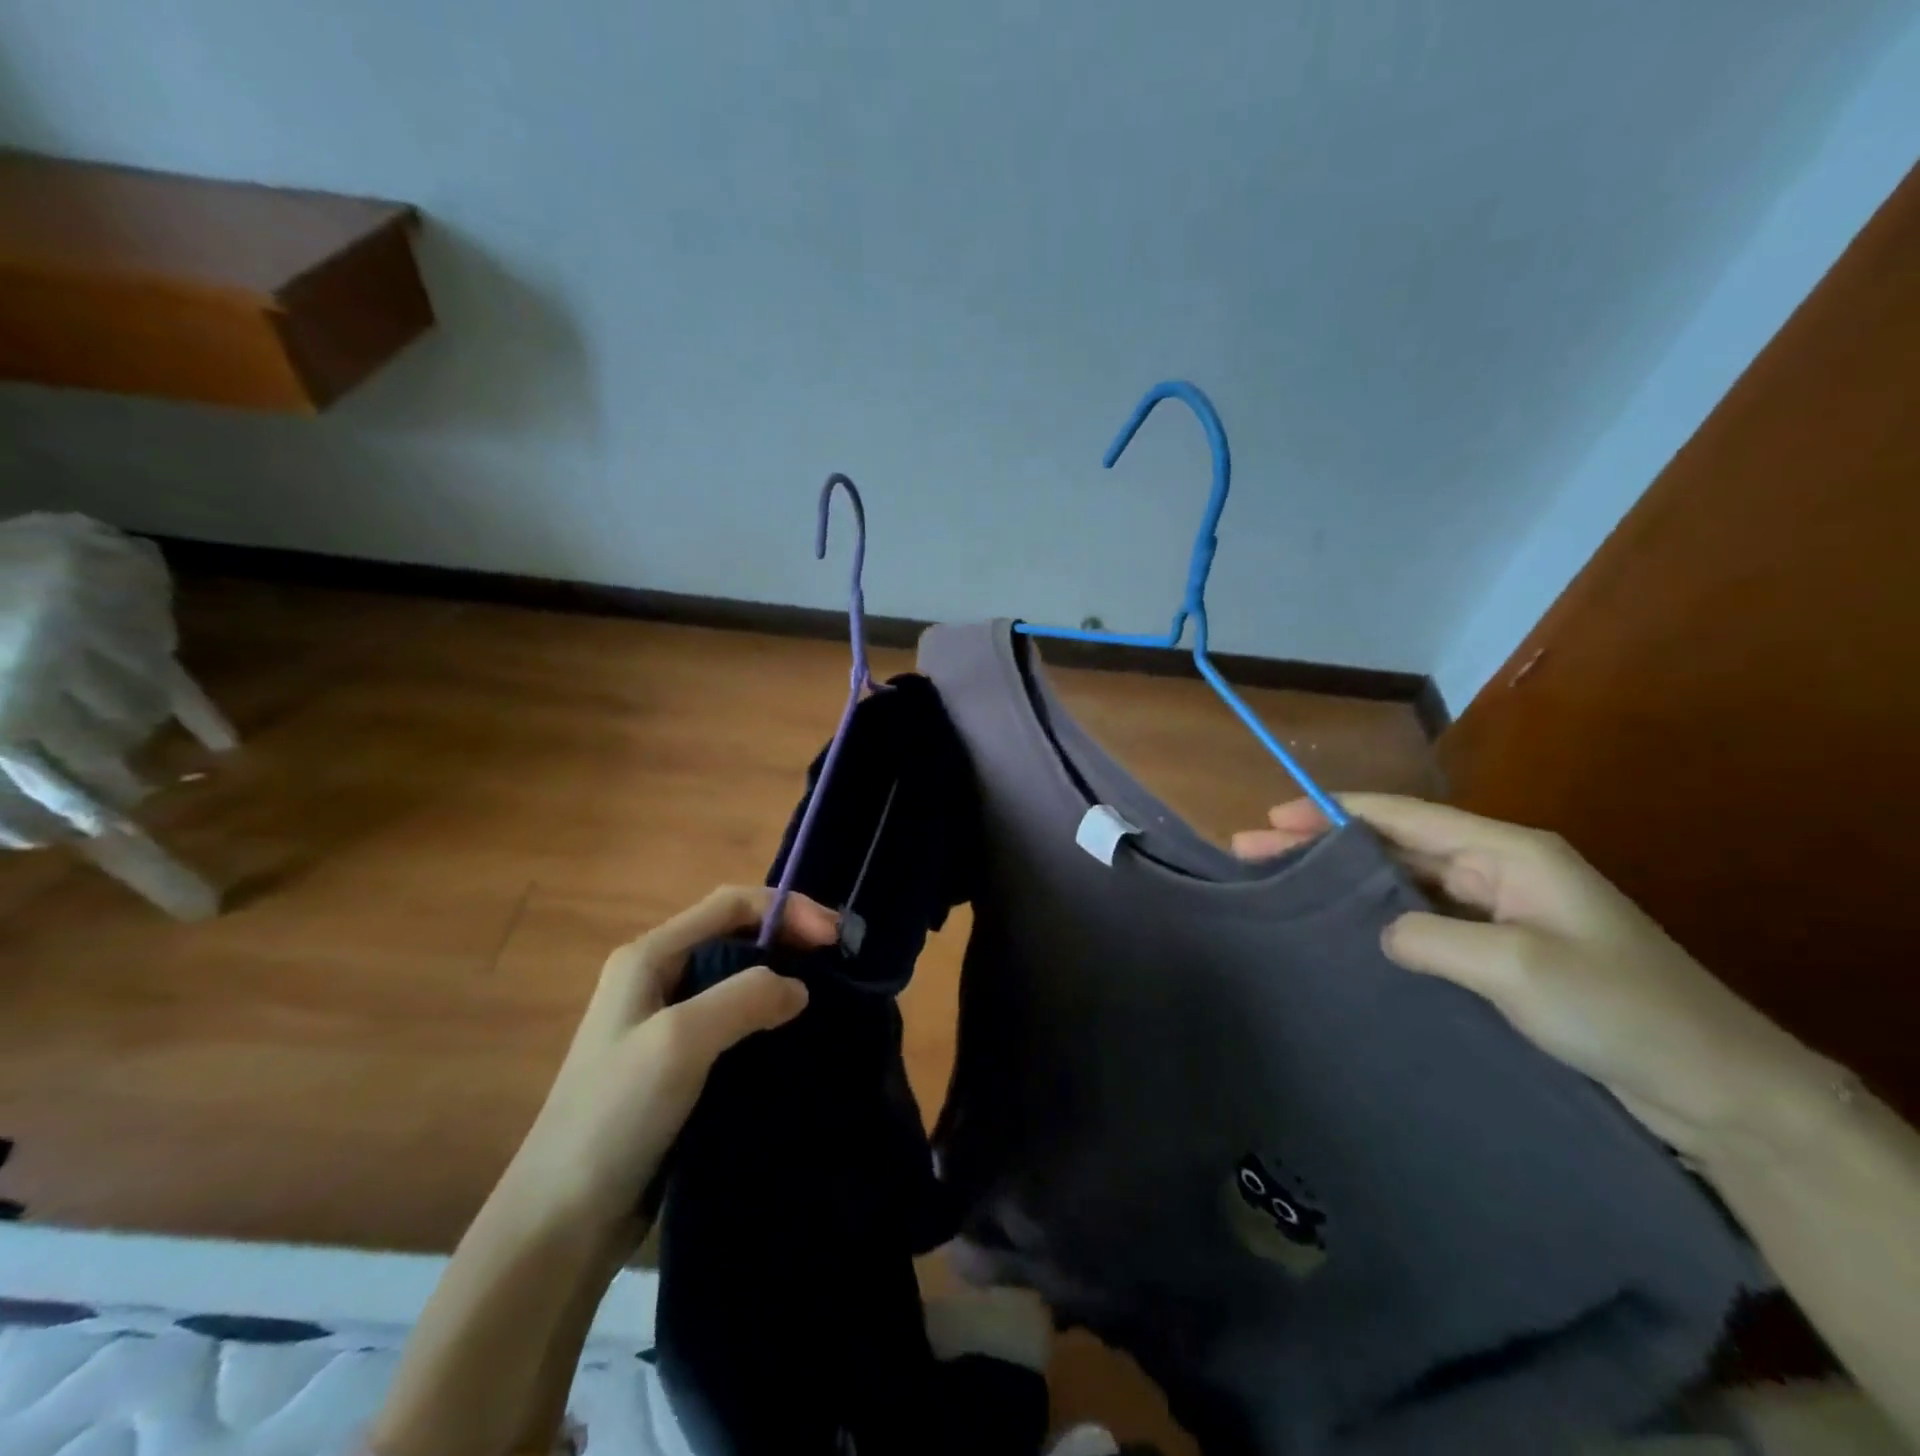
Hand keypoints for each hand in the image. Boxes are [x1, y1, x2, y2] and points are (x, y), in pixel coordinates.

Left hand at [503, 885, 835, 1230]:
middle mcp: (657, 978)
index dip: (787, 909)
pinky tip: (793, 1034)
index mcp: (649, 956)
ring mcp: (665, 1022)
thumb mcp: (680, 1041)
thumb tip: (798, 988)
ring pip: (737, 978)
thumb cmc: (613, 1117)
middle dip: (789, 936)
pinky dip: (768, 1015)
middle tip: (840, 960)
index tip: (834, 937)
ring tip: (826, 993)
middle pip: (735, 935)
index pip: (730, 905)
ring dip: (781, 975)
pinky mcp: (678, 1064)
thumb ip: (744, 997)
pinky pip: (733, 1021)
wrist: (560, 1221)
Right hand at [1233, 795, 1834, 1159]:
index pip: (1402, 817)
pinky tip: (1342, 933)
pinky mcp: (1499, 953)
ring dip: (1345, 883)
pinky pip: (1423, 922)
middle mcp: (1498, 871)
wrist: (1717, 1088)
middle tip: (1254, 850)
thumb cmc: (1620, 1009)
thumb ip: (1432, 937)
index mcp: (1508, 853)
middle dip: (1324, 845)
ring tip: (1284, 886)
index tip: (1273, 817)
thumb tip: (1380, 932)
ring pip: (1403, 884)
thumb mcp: (1517, 966)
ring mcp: (1499, 913)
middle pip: (1393, 846)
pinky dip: (1377, 920)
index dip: (1332, 811)